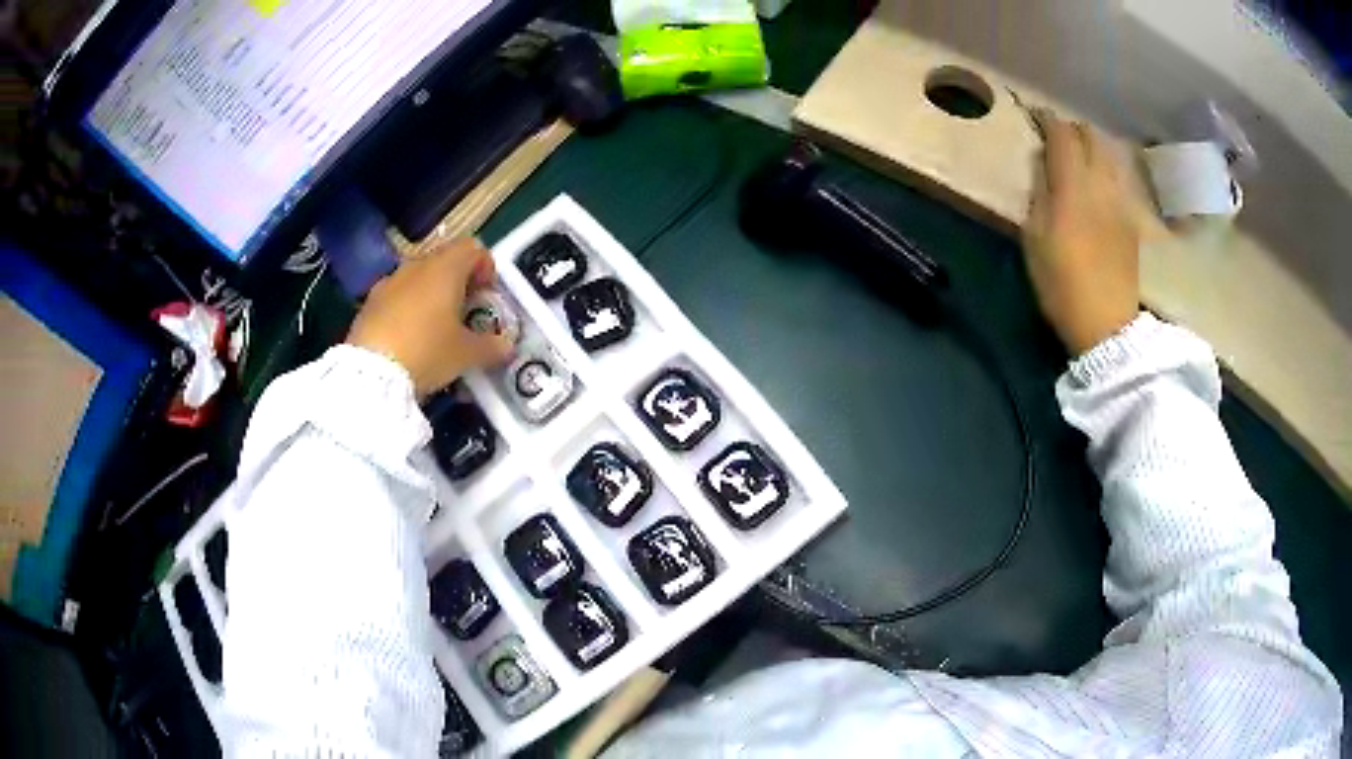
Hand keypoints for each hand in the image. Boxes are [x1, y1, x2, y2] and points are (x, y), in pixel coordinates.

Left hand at [347, 239, 513, 397]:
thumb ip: (491, 346)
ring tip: (437, 330)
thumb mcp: (467, 355)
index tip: (487, 297)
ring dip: (432, 296)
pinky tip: (410, 340)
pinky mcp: (369, 303)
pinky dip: (408, 310)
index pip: (473, 248)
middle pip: (445, 261)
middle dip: (459, 283)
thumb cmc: (427, 352)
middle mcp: (416, 266)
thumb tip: (506, 346)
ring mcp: (389, 282)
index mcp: (445, 268)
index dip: (485, 268)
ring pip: (419, 279)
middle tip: (466, 314)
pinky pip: (397, 297)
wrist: (370, 374)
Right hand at [1022, 110, 1140, 355]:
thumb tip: (1043, 167)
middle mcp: (1101, 184)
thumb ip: (1039, 194)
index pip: (1062, 135)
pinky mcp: (1131, 219)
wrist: (1107, 324)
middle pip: (1091, 137)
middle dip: (1073, 130)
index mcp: (1073, 186)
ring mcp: (1120, 201)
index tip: (1036, 116)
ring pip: (1109, 155)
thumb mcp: (1034, 239)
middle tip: (1058, 137)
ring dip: (1092, 148)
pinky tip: (1098, 183)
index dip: (1048, 120)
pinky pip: (1118, 179)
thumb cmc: (1062, 284)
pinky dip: (1106, 170)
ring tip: (1079, 157)